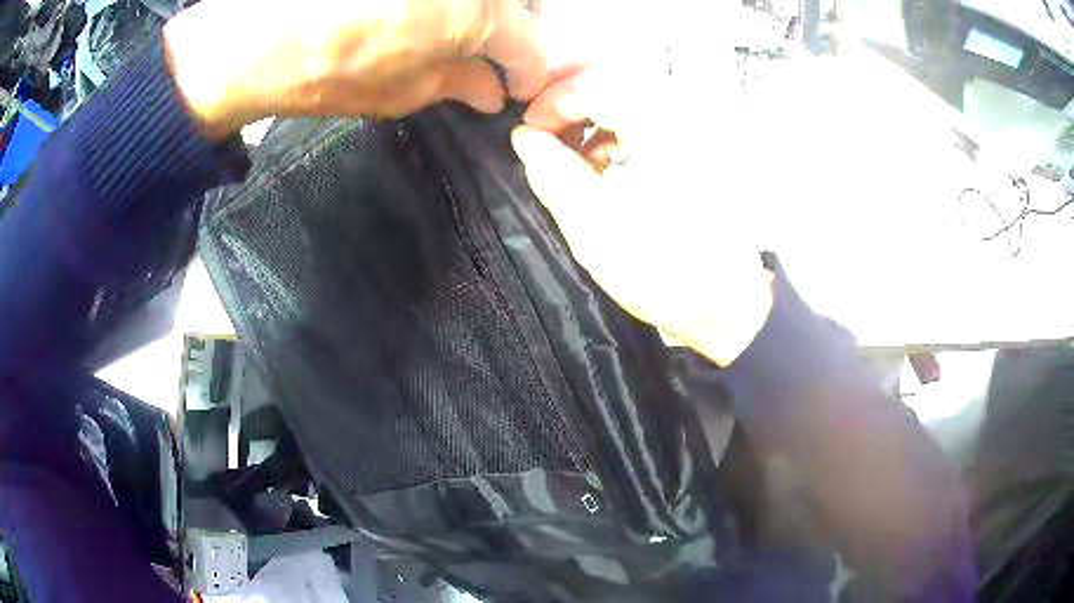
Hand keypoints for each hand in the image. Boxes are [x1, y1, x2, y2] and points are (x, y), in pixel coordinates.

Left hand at [163, 0, 545, 137]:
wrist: (255, 34)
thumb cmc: (329, 72)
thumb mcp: (401, 93)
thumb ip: (457, 85)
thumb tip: (491, 92)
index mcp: (479, 13)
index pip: (530, 46)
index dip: (529, 73)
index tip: (518, 89)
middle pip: (516, 3)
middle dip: (512, 32)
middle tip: (491, 56)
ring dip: (482, 10)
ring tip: (456, 32)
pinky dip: (448, 3)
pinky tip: (425, 13)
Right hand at [511, 65, 774, 365]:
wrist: (730, 306)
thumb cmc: (664, 272)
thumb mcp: (595, 227)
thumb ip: (554, 173)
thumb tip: (524, 137)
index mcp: (660, 128)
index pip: (595, 82)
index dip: (552, 101)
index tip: (528, 133)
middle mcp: (683, 115)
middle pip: (616, 81)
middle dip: (571, 103)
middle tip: (544, 133)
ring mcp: (697, 131)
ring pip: (632, 99)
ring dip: (594, 119)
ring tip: (573, 158)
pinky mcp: (701, 149)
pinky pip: (651, 121)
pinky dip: (620, 134)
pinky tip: (606, 167)